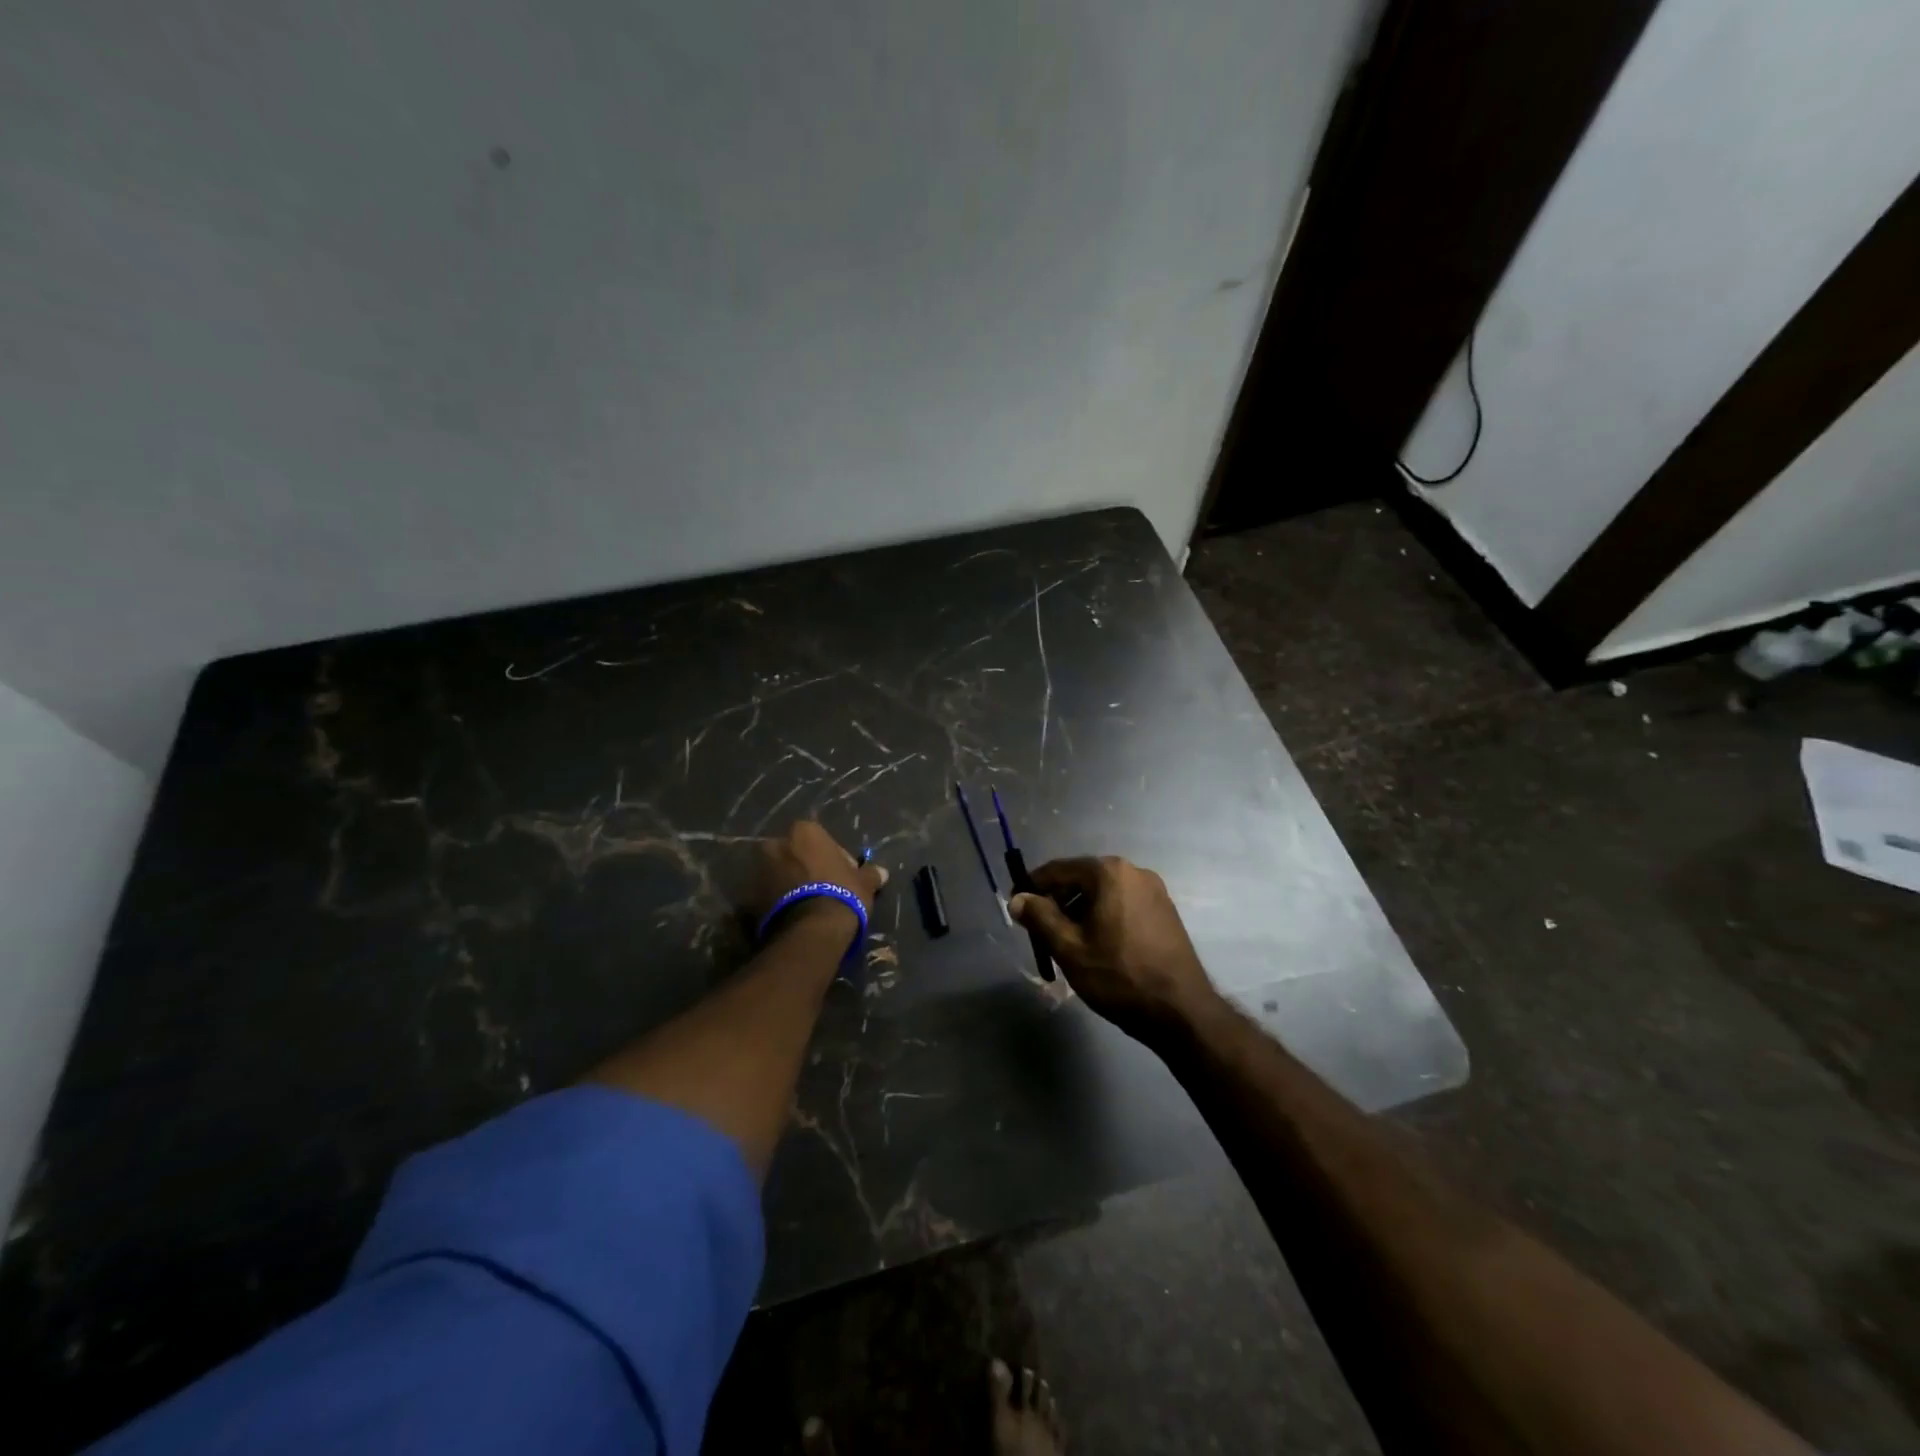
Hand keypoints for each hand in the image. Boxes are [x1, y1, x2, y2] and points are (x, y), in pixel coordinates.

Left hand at [753, 821, 887, 939]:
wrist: (811, 930)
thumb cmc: (841, 894)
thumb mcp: (864, 883)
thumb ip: (870, 874)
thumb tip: (882, 872)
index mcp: (804, 832)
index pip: (820, 838)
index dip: (833, 857)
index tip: (842, 875)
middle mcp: (776, 844)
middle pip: (794, 853)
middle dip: (805, 867)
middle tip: (823, 889)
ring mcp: (759, 871)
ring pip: (779, 873)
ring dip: (789, 884)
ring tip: (808, 906)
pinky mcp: (749, 898)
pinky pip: (767, 895)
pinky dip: (777, 902)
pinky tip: (794, 917)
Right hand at [1010, 856, 1216, 1038]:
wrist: (1181, 1012)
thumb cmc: (1119, 976)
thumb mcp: (1069, 948)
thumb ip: (1039, 918)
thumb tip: (1017, 899)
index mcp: (1109, 872)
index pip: (1058, 869)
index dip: (1032, 887)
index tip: (1016, 907)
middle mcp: (1134, 871)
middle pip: (1082, 879)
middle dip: (1057, 902)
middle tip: (1040, 932)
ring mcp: (1154, 891)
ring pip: (1103, 894)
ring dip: (1080, 912)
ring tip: (1067, 944)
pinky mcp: (1165, 911)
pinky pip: (1123, 905)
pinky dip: (1103, 918)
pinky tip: (1097, 947)